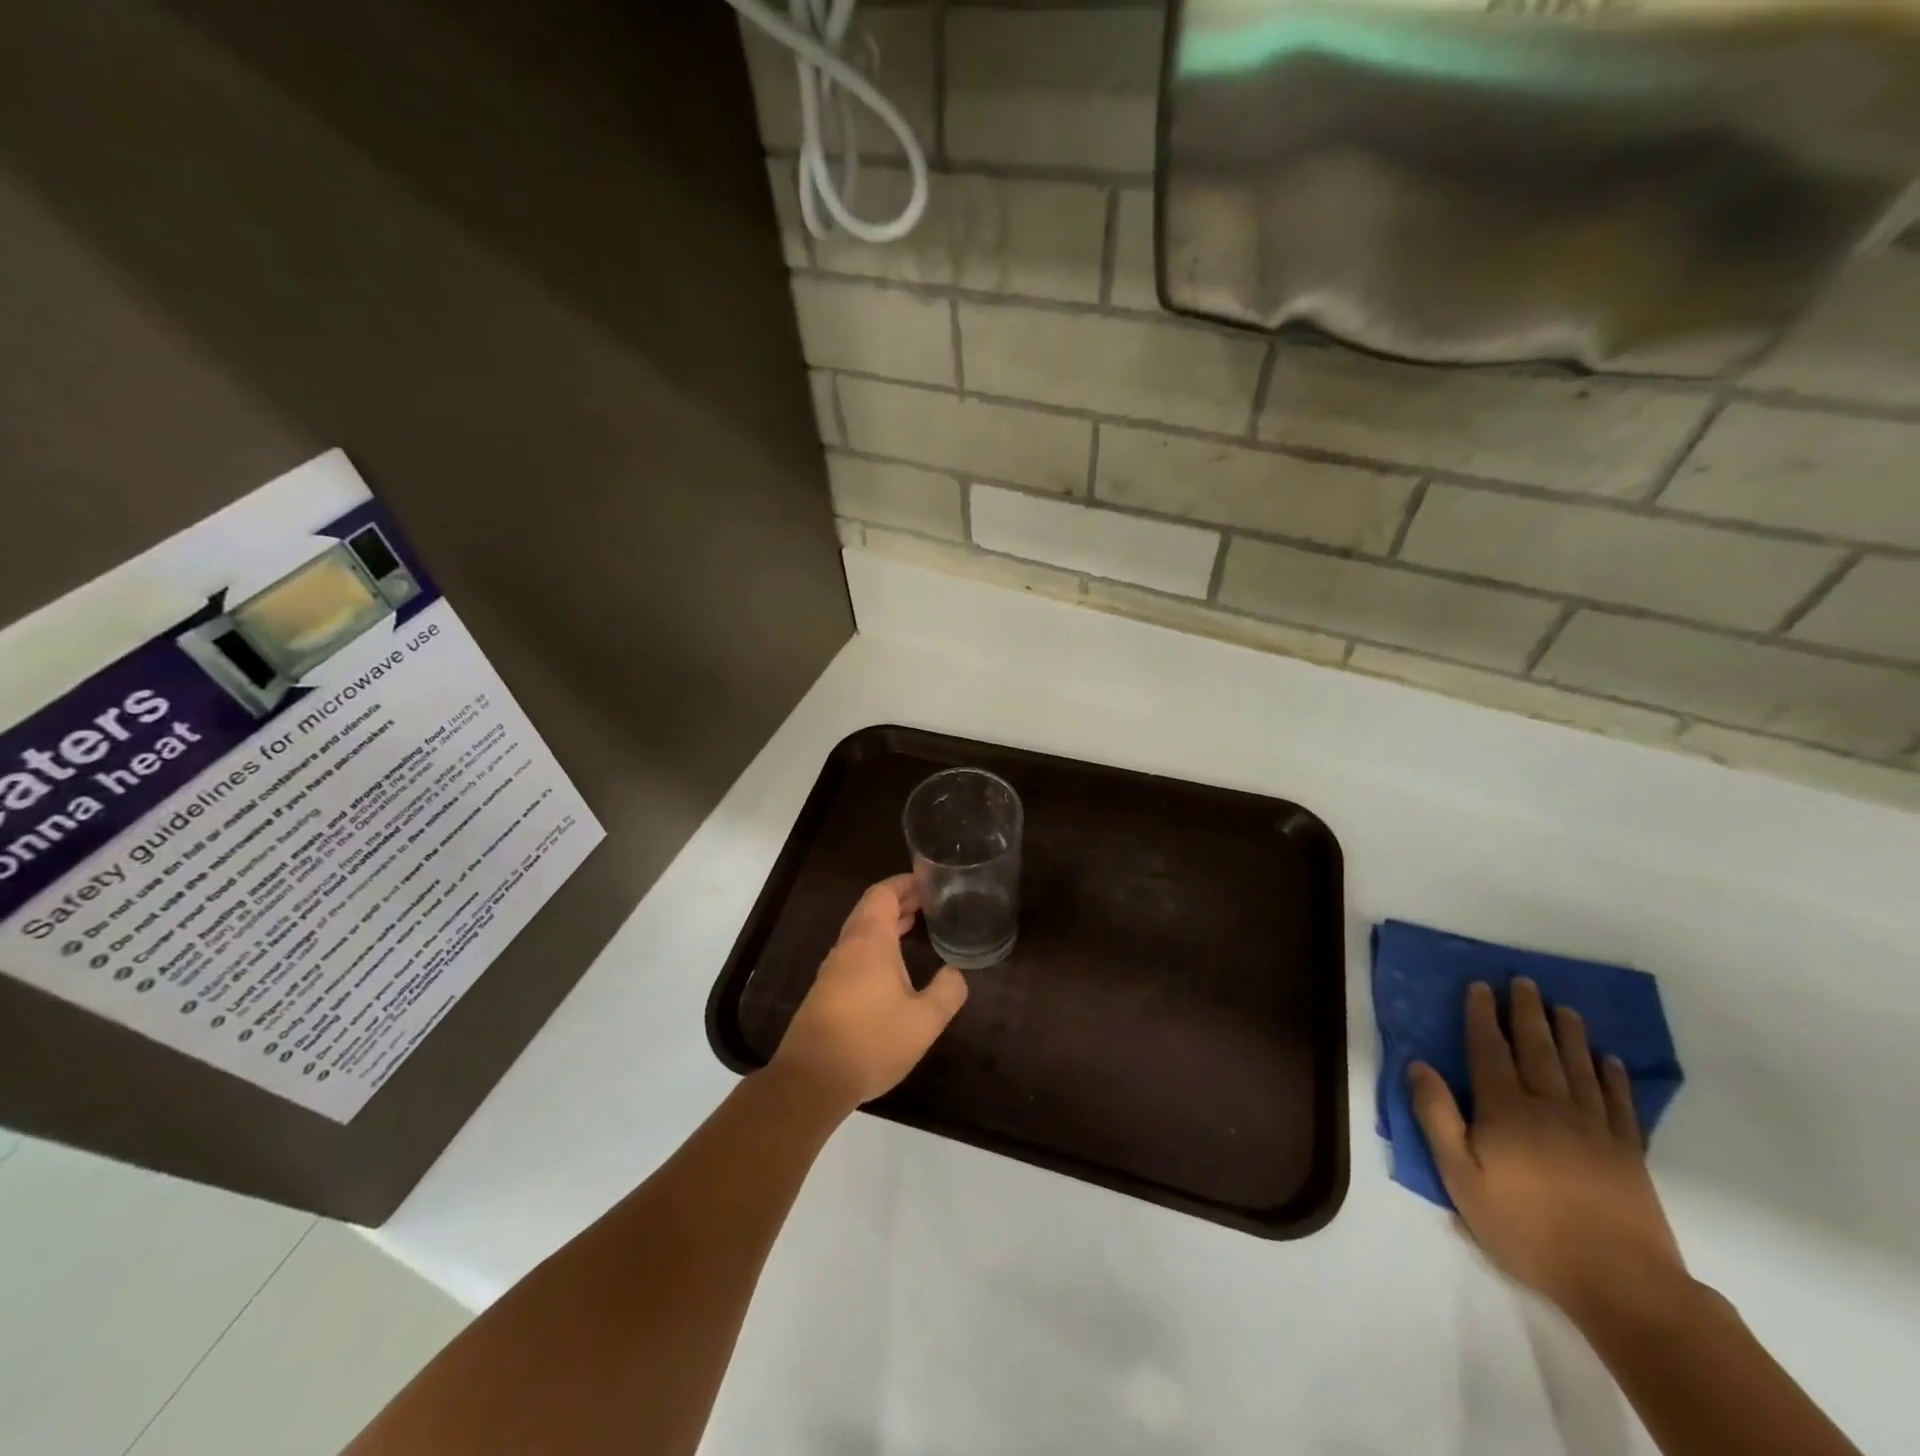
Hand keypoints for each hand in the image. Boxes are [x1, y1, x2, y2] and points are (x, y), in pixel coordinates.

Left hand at [770, 873, 968, 1112]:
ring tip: (915, 925)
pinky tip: (893, 965)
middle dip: (899, 900)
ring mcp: (833, 969)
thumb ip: (946, 992)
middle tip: (929, 902)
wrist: (812, 1079)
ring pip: (861, 931)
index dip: (905, 883)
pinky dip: (876, 944)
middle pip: (871, 908)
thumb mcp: (924, 1021)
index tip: (929, 882)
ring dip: (886, 922)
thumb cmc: (871, 1041)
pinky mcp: (826, 991)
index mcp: (870, 941)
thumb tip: (955, 973)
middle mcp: (848, 947)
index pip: (883, 893)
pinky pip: (854, 952)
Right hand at [1410, 979, 1685, 1318]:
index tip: (1481, 987)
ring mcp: (1594, 1129)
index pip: (1489, 1050)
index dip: (1483, 1016)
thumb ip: (1437, 1117)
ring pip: (1579, 1068)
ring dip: (1570, 1034)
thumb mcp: (1460, 1177)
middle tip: (1524, 982)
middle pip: (1537, 1049)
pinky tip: (1609, 1061)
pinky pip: (1621, 1104)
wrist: (1620, 1282)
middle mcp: (1549, 1107)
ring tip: (1564, 1008)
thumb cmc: (1525, 1227)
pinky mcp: (1628, 1153)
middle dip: (1527, 1013)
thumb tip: (1419, 1065)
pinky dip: (1614, 1078)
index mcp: (1505, 1110)